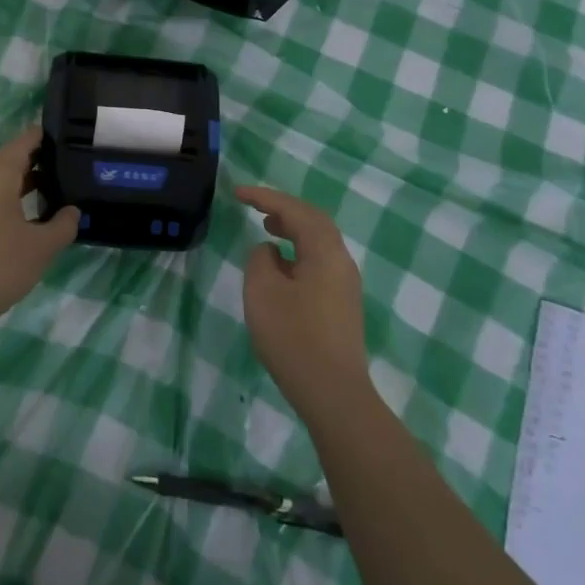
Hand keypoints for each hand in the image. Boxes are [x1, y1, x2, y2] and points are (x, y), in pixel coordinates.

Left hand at [0, 126, 79, 331]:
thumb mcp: (42, 248)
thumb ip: (63, 224)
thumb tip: (71, 211)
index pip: (21, 144)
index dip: (41, 137)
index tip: (63, 137)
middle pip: (6, 163)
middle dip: (34, 164)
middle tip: (63, 170)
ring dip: (18, 186)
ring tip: (46, 196)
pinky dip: (2, 201)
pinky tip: (19, 221)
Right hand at [235, 185, 370, 418]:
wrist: (332, 392)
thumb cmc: (293, 337)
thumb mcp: (262, 292)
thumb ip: (260, 260)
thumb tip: (270, 251)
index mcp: (325, 252)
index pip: (295, 211)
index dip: (266, 198)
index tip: (238, 193)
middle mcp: (342, 261)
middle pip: (315, 222)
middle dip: (284, 210)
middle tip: (256, 206)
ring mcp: (345, 284)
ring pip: (319, 243)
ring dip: (293, 230)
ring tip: (267, 228)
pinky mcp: (342, 304)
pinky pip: (320, 262)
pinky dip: (298, 251)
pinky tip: (281, 265)